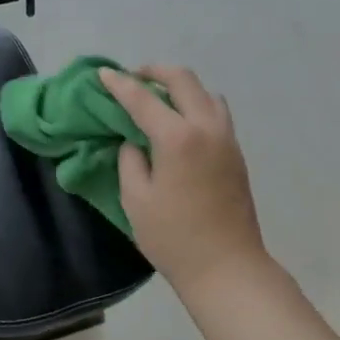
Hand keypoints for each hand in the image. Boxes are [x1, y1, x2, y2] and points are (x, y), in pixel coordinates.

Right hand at [99, 64, 269, 295]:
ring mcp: (227, 138)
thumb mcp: (136, 199)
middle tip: (133, 79)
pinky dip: (196, 103)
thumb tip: (135, 142)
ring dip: (180, 86)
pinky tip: (181, 122)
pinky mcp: (236, 153)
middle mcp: (206, 127)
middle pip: (183, 79)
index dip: (119, 84)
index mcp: (177, 137)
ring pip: (206, 92)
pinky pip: (216, 111)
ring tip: (159, 99)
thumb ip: (130, 161)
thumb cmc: (174, 237)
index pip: (143, 98)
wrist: (227, 267)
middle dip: (155, 72)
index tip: (103, 73)